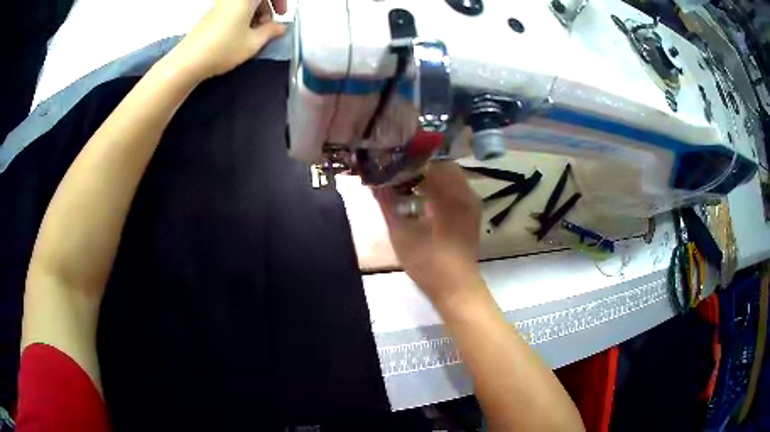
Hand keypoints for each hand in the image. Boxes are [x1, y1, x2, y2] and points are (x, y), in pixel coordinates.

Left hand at [171, 0, 286, 79]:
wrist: (188, 61)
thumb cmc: (220, 49)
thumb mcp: (254, 43)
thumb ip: (271, 31)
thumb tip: (279, 27)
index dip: (279, 2)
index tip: (282, 14)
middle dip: (267, 9)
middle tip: (268, 26)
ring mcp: (219, 6)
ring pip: (244, 4)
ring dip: (254, 15)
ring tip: (253, 35)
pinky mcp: (210, 16)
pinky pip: (232, 10)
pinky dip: (241, 19)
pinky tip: (239, 36)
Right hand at [374, 162, 483, 305]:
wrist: (455, 288)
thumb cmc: (428, 262)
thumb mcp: (401, 233)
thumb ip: (387, 204)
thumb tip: (374, 182)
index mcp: (451, 195)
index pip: (432, 162)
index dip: (411, 160)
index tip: (393, 162)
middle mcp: (466, 194)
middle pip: (443, 166)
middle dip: (421, 167)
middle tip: (399, 172)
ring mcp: (472, 205)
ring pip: (451, 178)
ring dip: (431, 177)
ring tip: (408, 184)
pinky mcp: (471, 215)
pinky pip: (456, 190)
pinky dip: (440, 189)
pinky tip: (423, 199)